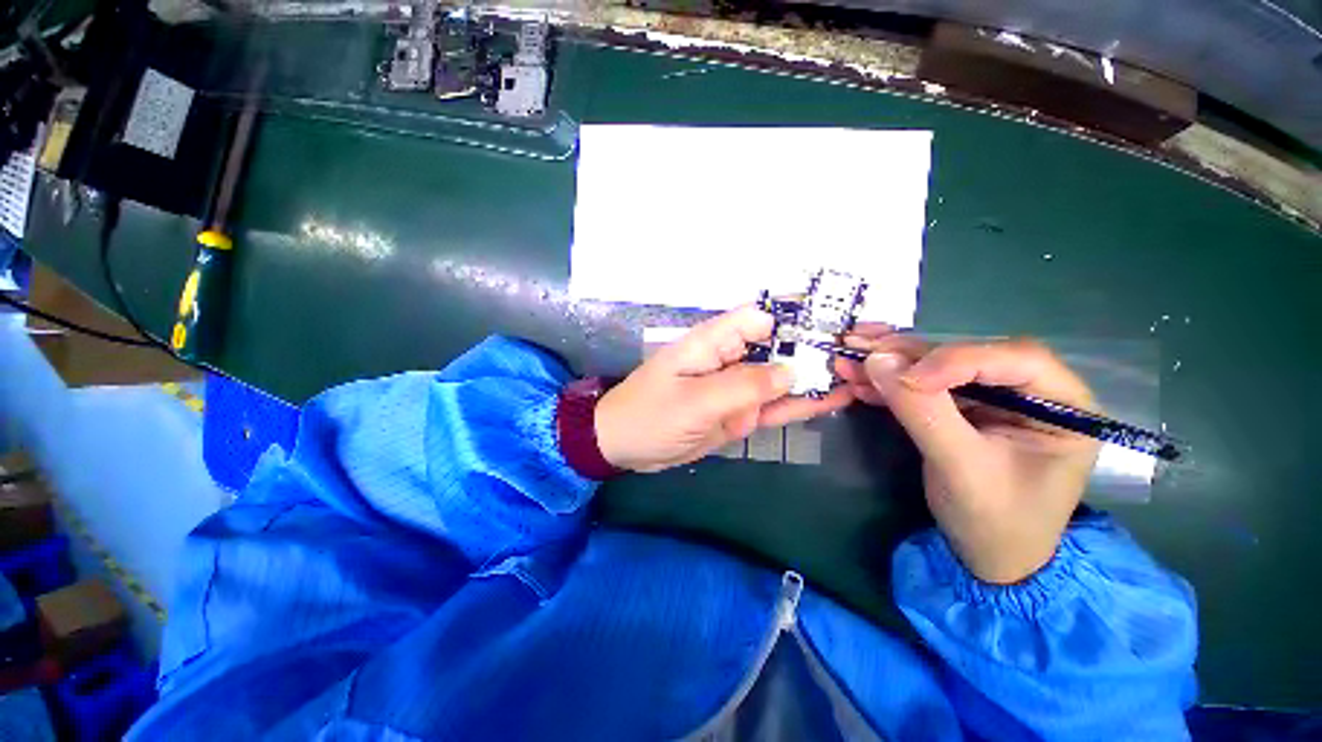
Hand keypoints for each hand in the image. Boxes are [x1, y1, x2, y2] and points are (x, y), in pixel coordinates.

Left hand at [595, 305, 852, 472]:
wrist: (625, 447)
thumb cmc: (649, 416)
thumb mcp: (694, 401)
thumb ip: (743, 386)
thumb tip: (791, 371)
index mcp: (713, 342)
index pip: (760, 317)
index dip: (796, 315)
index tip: (837, 322)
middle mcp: (729, 358)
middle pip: (778, 346)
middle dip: (816, 347)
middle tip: (864, 351)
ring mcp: (736, 388)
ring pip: (781, 377)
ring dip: (815, 376)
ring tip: (859, 374)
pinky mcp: (738, 413)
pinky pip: (773, 406)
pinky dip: (800, 403)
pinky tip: (833, 399)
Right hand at [837, 325, 1100, 583]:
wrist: (989, 557)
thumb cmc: (995, 521)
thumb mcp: (961, 468)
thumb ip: (923, 412)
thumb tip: (878, 361)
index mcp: (1064, 405)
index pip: (1016, 359)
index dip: (957, 360)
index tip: (905, 378)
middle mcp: (1031, 390)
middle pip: (968, 355)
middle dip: (908, 354)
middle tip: (859, 348)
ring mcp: (994, 397)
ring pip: (938, 365)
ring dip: (890, 363)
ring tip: (848, 358)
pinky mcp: (963, 407)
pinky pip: (923, 385)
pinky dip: (889, 383)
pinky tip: (858, 380)